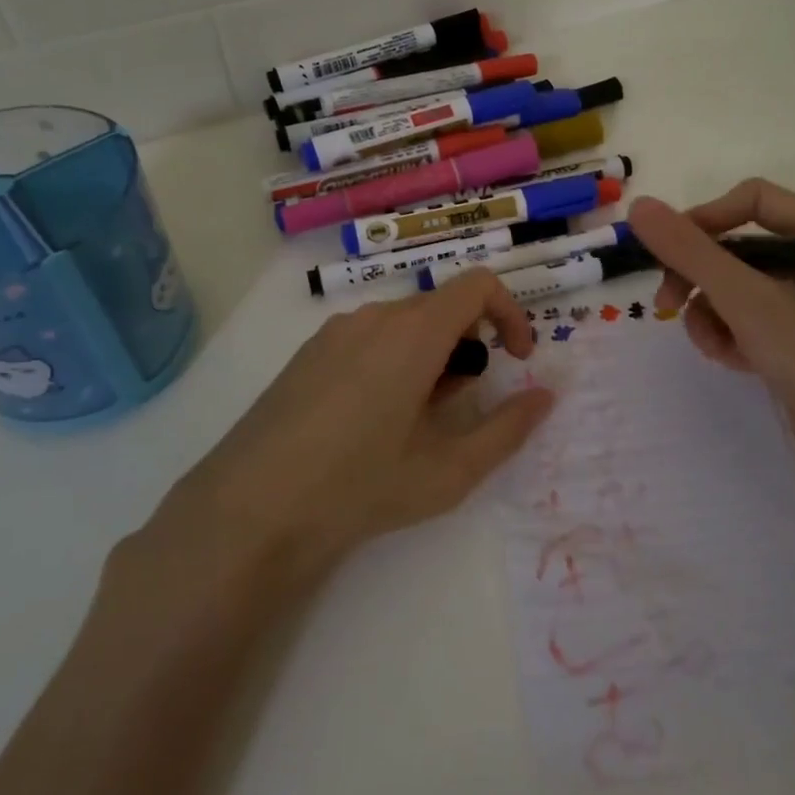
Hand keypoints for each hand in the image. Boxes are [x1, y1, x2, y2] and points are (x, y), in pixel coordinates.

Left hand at [132, 270, 553, 597]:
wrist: (249, 510)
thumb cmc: (359, 487)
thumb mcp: (448, 471)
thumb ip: (506, 430)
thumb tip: (544, 397)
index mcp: (413, 332)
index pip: (478, 285)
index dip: (511, 313)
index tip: (517, 360)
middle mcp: (374, 317)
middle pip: (441, 308)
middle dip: (469, 346)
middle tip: (462, 408)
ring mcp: (334, 332)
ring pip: (404, 325)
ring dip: (430, 357)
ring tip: (416, 423)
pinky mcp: (307, 352)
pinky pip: (368, 338)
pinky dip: (394, 361)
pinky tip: (371, 421)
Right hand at [627, 182, 794, 528]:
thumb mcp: (748, 302)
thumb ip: (690, 252)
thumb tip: (639, 207)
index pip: (752, 200)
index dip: (703, 219)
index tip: (664, 253)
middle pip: (740, 247)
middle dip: (700, 277)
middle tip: (666, 304)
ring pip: (739, 288)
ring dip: (712, 314)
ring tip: (712, 347)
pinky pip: (752, 321)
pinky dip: (733, 336)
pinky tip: (732, 362)